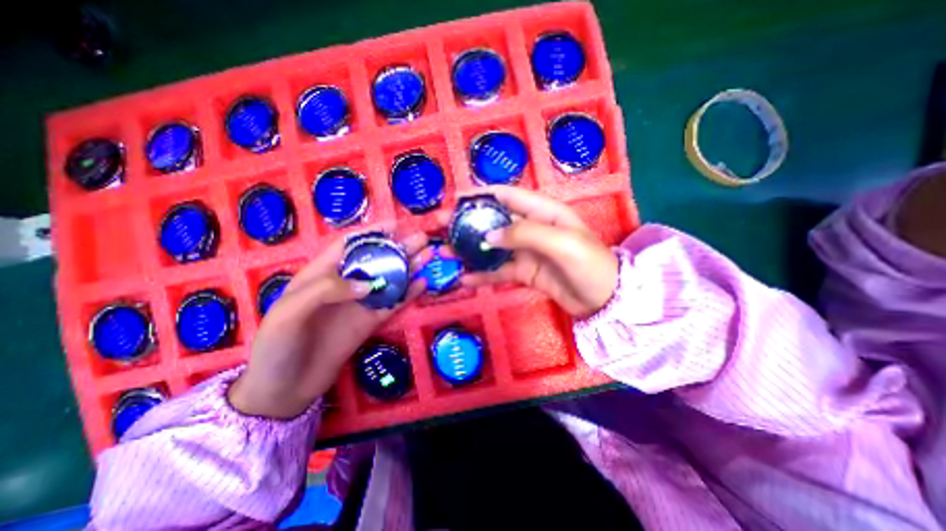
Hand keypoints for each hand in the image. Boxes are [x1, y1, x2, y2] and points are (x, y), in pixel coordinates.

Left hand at [226, 232, 426, 418]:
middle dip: (398, 247)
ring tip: (428, 255)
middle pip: (375, 260)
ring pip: (389, 280)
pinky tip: (423, 284)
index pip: (349, 245)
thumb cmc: (277, 346)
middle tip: (422, 239)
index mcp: (321, 274)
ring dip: (409, 267)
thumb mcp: (290, 312)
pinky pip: (393, 304)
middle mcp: (345, 284)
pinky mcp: (370, 322)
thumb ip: (327, 291)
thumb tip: (369, 284)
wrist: (285, 389)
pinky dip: (408, 293)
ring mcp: (360, 303)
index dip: (372, 233)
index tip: (396, 225)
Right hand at [460, 186, 622, 318]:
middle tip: (440, 227)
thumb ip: (524, 234)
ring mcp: (526, 252)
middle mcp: (531, 228)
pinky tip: (464, 279)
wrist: (605, 300)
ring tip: (446, 253)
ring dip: (470, 250)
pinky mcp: (524, 272)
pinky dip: (482, 275)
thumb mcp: (561, 242)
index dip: (481, 195)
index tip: (455, 199)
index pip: (506, 196)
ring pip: (492, 247)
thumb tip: (487, 237)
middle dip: (468, 223)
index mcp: (542, 211)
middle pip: (494, 221)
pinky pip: (499, 271)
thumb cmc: (589, 264)